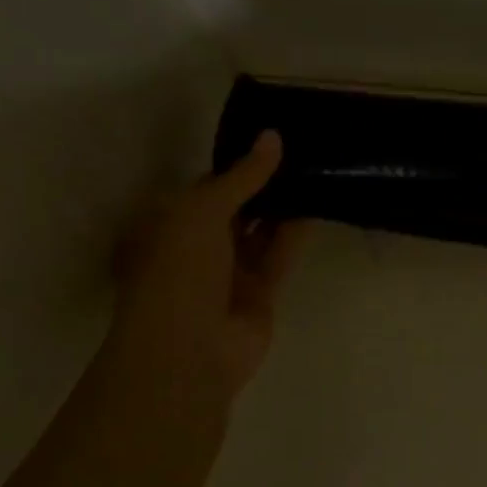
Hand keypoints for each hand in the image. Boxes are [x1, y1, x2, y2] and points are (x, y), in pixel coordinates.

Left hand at [108, 131, 307, 399]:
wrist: (190, 349)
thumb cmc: (178, 271)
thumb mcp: (202, 211)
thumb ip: (242, 176)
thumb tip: (272, 136)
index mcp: (169, 224)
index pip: (207, 186)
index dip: (237, 163)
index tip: (271, 138)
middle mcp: (197, 246)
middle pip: (236, 208)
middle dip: (263, 184)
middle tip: (302, 150)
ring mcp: (229, 272)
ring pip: (260, 231)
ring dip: (283, 206)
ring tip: (316, 170)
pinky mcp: (260, 293)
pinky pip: (279, 255)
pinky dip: (295, 233)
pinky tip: (317, 205)